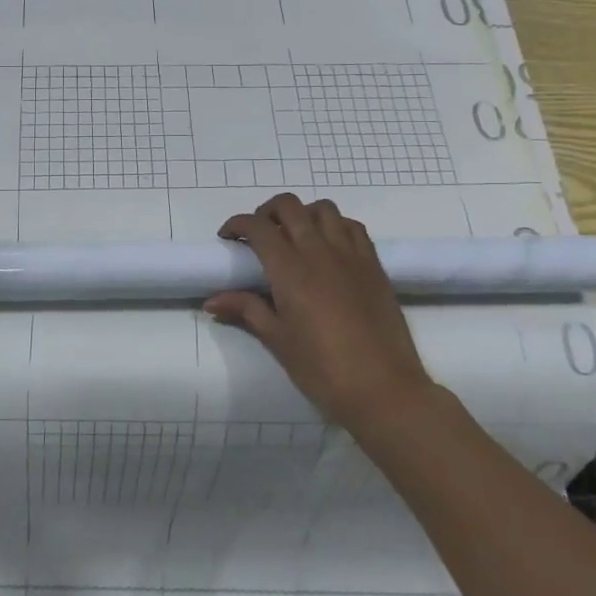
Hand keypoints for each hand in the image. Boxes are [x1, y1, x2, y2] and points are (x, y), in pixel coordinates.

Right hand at [205, 194, 433, 427]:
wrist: (383, 389)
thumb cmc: (322, 368)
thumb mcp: (277, 340)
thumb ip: (246, 310)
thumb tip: (212, 301)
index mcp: (290, 269)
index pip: (258, 227)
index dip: (237, 224)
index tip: (228, 238)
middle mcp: (319, 251)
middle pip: (289, 206)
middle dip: (266, 212)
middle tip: (258, 235)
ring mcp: (350, 254)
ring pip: (323, 209)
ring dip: (302, 214)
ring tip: (295, 236)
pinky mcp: (374, 264)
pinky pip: (352, 226)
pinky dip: (334, 225)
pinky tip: (329, 247)